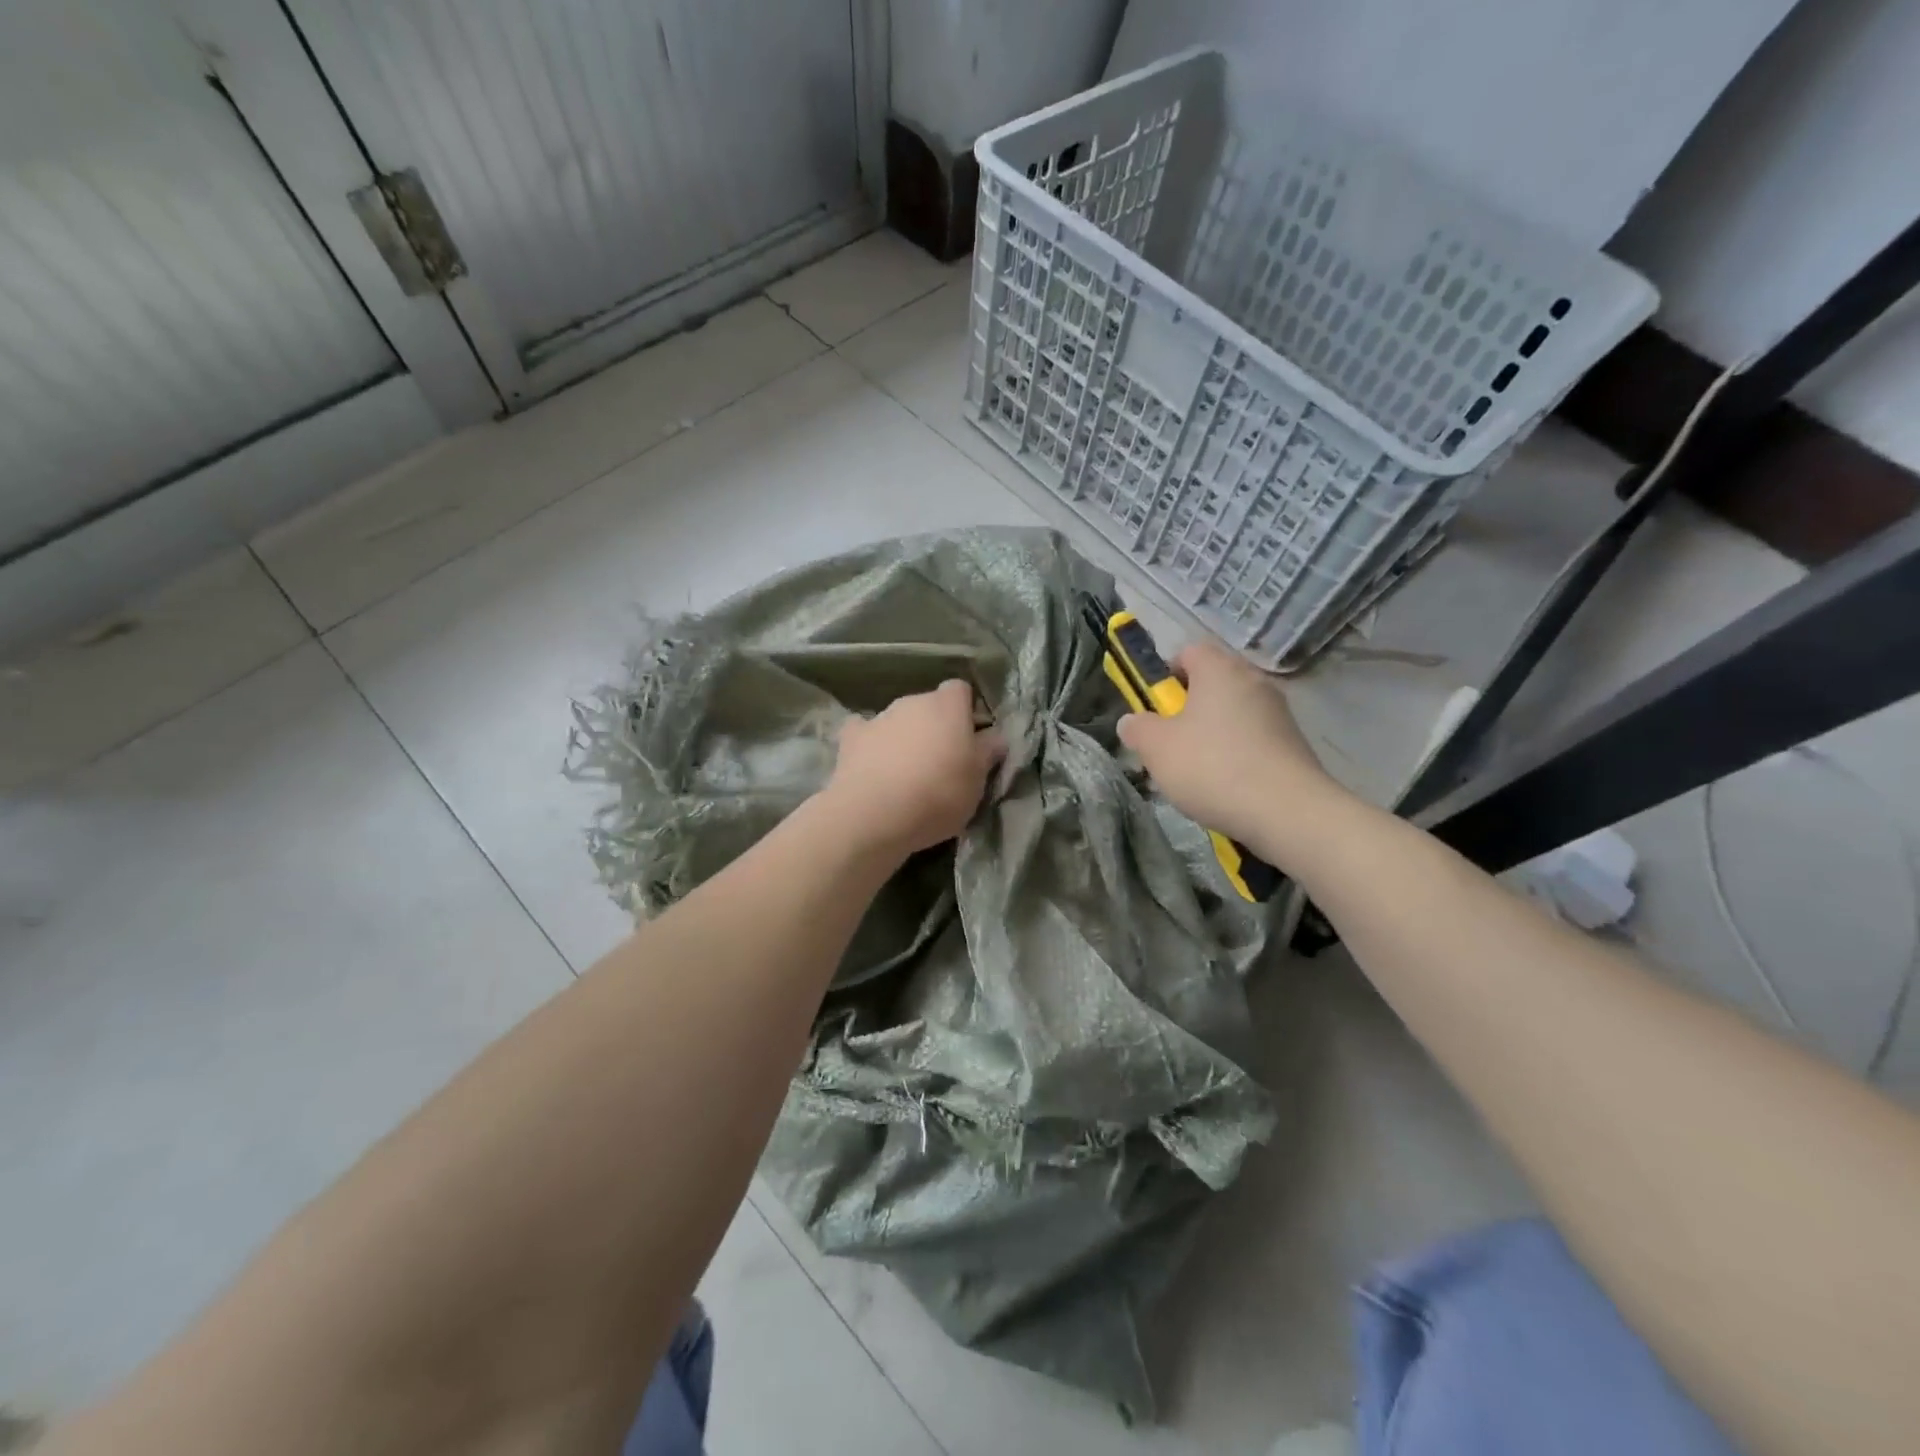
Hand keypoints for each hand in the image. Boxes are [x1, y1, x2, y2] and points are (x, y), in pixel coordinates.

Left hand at [823, 680, 1003, 856]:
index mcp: (947, 706)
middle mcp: (912, 702)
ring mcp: (879, 717)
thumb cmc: (938, 794)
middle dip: (935, 726)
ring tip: (906, 773)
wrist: (874, 815)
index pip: (961, 690)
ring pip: (899, 720)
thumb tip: (995, 735)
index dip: (966, 711)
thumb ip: (987, 752)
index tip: (970, 739)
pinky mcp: (851, 738)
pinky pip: (864, 732)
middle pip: (928, 705)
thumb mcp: (977, 780)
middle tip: (942, 762)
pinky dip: (870, 744)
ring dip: (905, 737)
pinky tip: (872, 765)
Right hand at [1116, 640, 1343, 855]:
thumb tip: (1132, 721)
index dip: (1166, 674)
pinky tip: (1225, 786)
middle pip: (1212, 683)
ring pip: (1232, 713)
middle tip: (1169, 742)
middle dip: (1187, 709)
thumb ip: (1138, 728)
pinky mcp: (1293, 744)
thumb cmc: (1212, 767)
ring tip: (1196, 772)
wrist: (1286, 812)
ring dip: (1211, 734)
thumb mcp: (1157, 748)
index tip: (1156, 707)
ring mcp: (1279, 713)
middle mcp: (1254, 681)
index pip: (1189, 651)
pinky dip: (1236, 754)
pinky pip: (1253, 738)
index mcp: (1220, 670)